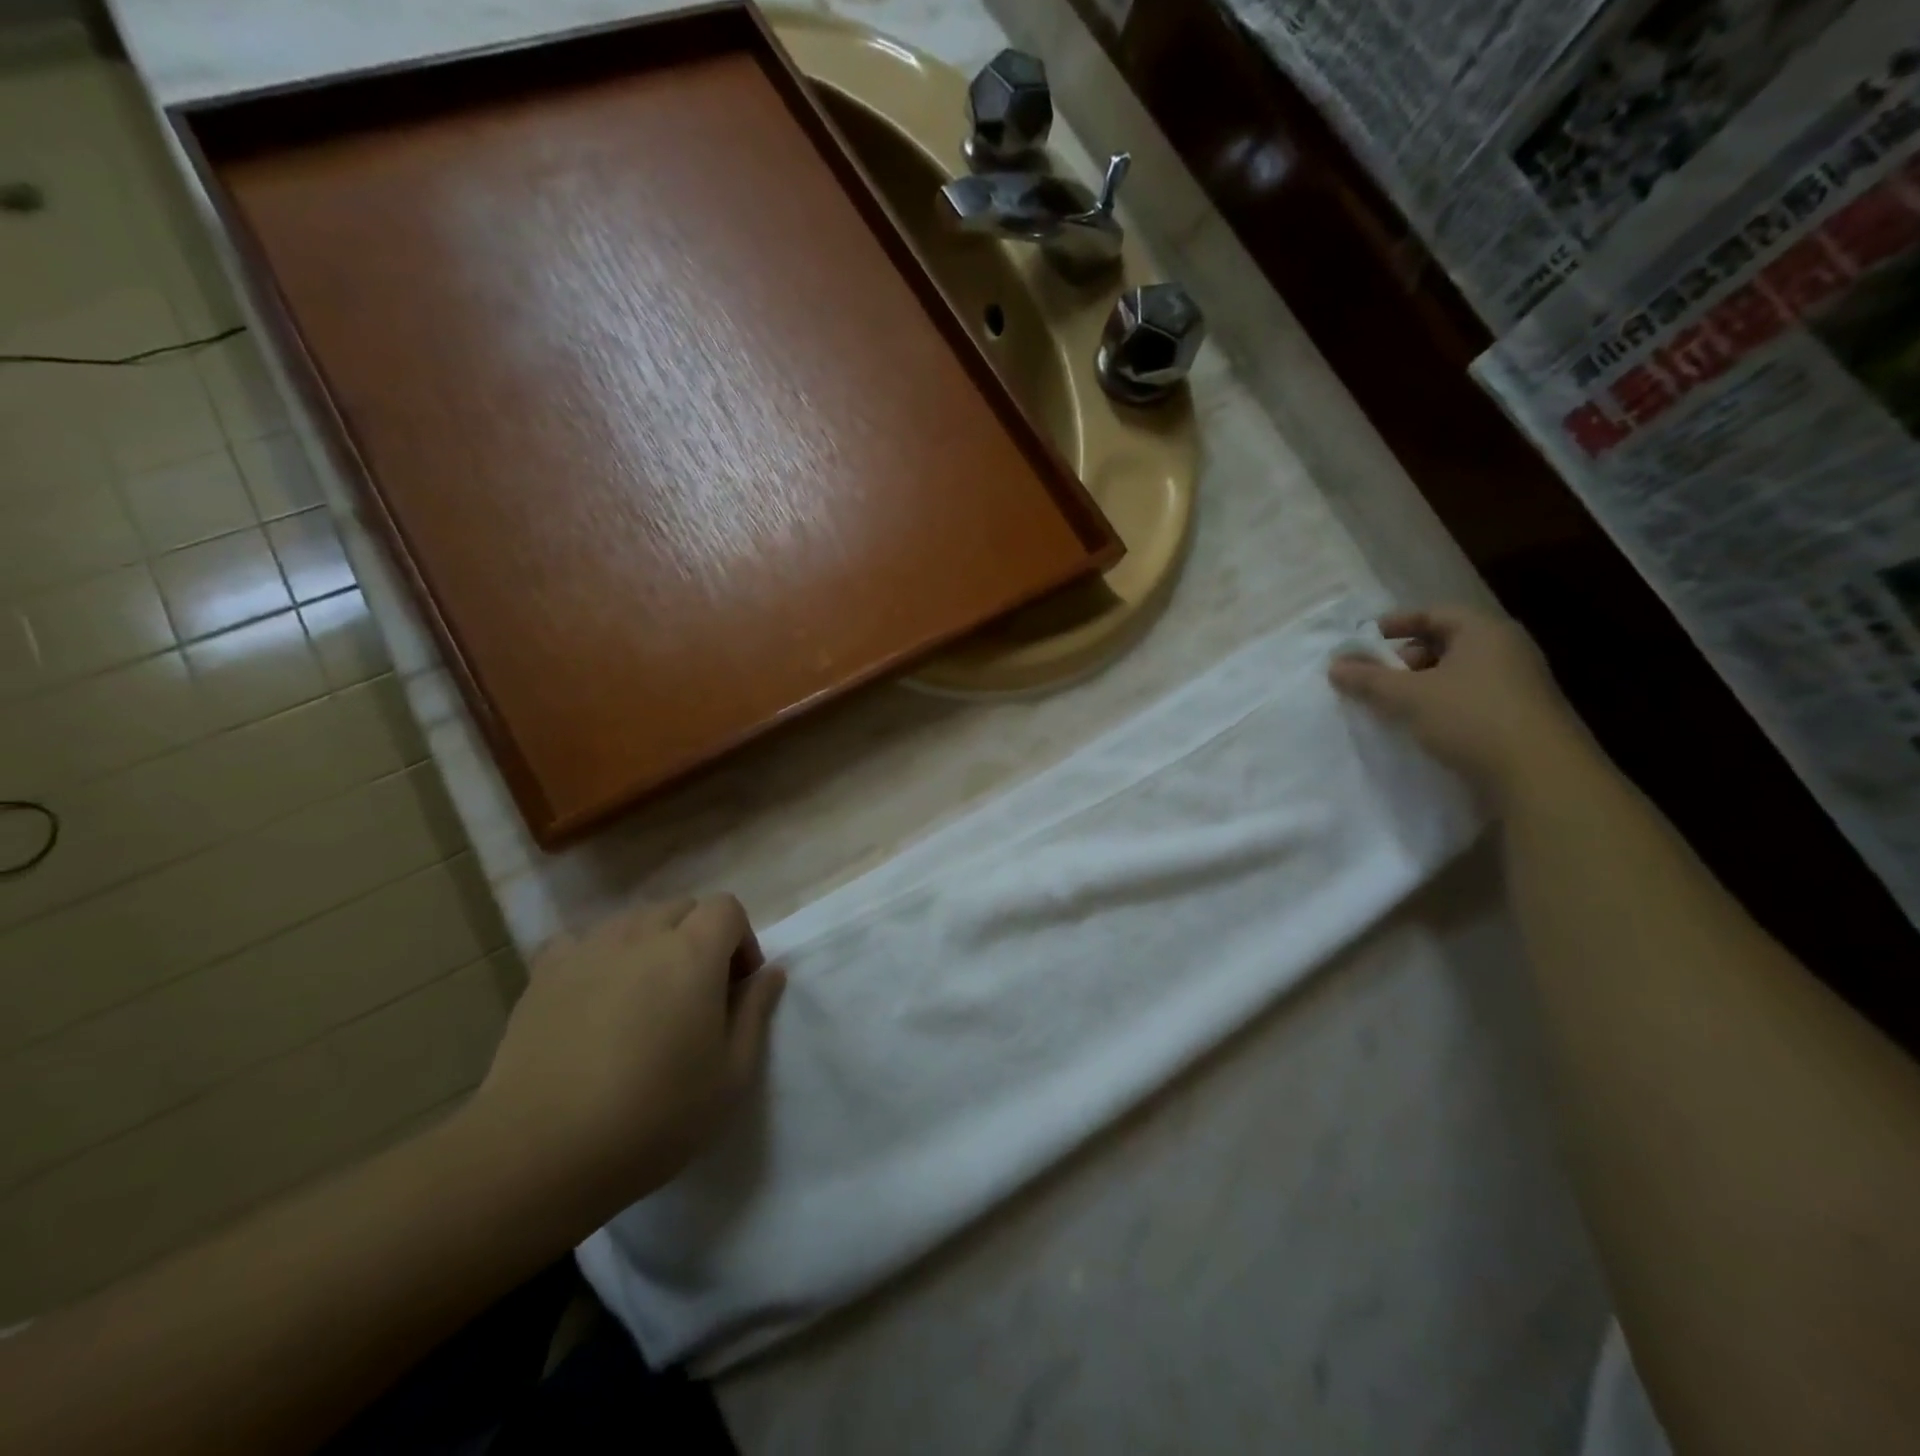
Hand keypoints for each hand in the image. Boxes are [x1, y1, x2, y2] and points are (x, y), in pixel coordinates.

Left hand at [460, 896, 784, 1225]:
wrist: (540, 1154)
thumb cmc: (653, 1116)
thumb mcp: (730, 1075)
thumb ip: (756, 1013)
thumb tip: (770, 972)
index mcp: (692, 952)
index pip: (726, 908)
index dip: (740, 940)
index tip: (737, 986)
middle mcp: (641, 935)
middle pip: (681, 908)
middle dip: (699, 938)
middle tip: (696, 994)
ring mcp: (587, 950)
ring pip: (632, 921)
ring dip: (651, 944)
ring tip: (645, 997)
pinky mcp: (544, 974)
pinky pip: (581, 941)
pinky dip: (598, 955)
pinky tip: (594, 996)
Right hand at [1328, 605, 1588, 806]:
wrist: (1540, 775)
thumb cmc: (1471, 718)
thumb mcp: (1409, 696)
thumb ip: (1369, 679)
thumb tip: (1334, 665)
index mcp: (1484, 631)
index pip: (1433, 613)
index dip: (1395, 624)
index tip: (1363, 641)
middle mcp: (1505, 650)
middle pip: (1444, 642)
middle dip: (1404, 658)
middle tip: (1376, 678)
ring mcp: (1516, 683)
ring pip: (1456, 673)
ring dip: (1420, 685)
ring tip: (1392, 705)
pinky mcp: (1518, 715)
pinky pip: (1469, 697)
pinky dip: (1440, 704)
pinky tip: (1421, 725)